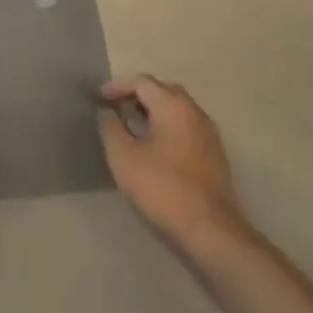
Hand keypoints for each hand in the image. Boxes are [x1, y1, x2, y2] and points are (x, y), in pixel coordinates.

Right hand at [97, 75, 246, 248]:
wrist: (210, 231)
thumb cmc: (162, 188)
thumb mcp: (124, 158)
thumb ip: (111, 128)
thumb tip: (107, 113)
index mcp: (174, 105)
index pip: (142, 82)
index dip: (117, 87)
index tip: (98, 98)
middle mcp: (195, 111)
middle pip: (163, 90)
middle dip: (137, 95)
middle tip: (116, 108)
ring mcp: (209, 134)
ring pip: (177, 110)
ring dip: (153, 112)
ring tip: (131, 127)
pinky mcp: (214, 155)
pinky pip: (186, 128)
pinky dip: (167, 127)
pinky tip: (154, 148)